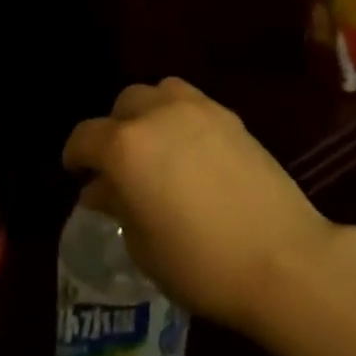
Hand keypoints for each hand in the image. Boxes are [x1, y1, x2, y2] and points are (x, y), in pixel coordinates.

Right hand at [62, 78, 334, 334]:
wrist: (280, 255)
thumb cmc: (200, 263)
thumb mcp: (144, 245)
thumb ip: (118, 205)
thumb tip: (100, 189)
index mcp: (125, 146)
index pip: (85, 137)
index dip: (75, 156)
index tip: (76, 175)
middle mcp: (157, 113)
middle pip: (123, 104)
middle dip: (113, 130)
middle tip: (118, 165)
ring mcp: (198, 108)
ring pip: (159, 92)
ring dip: (148, 113)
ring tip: (156, 147)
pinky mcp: (230, 115)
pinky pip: (192, 102)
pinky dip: (180, 116)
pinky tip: (190, 150)